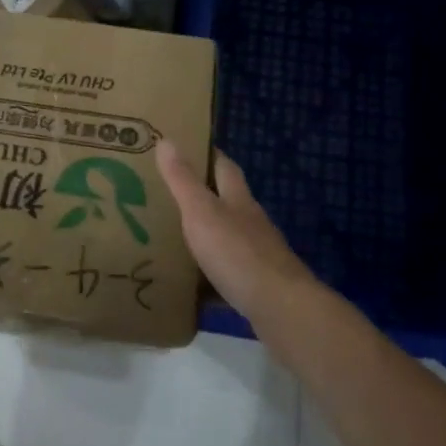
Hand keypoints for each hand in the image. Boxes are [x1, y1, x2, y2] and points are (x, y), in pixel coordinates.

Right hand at [156, 141, 318, 324]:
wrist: (279, 307)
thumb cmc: (237, 252)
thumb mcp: (201, 211)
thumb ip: (183, 180)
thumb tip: (166, 139)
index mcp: (238, 200)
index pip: (225, 168)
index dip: (210, 156)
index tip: (189, 148)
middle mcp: (252, 223)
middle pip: (230, 202)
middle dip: (207, 196)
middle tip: (173, 195)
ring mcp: (259, 255)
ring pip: (230, 237)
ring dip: (209, 235)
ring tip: (178, 238)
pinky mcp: (258, 285)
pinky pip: (230, 273)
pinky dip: (213, 274)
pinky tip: (195, 284)